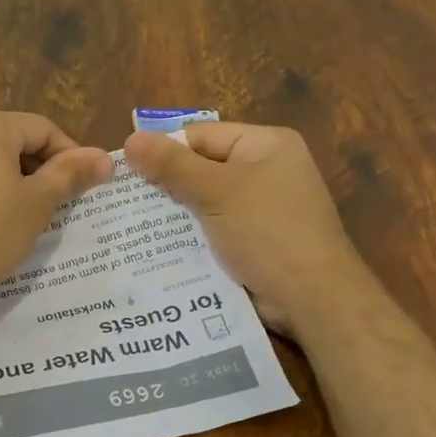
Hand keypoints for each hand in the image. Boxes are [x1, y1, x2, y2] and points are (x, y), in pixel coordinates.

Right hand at [123, 122, 360, 339]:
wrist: (313, 300)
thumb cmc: (268, 232)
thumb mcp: (217, 192)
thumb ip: (172, 165)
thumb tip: (131, 140)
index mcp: (265, 144)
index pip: (200, 136)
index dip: (163, 152)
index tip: (125, 174)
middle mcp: (264, 169)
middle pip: (200, 167)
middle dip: (164, 185)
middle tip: (122, 202)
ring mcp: (260, 207)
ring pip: (202, 201)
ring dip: (173, 214)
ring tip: (130, 226)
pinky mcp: (253, 239)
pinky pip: (212, 228)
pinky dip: (189, 236)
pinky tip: (157, 248)